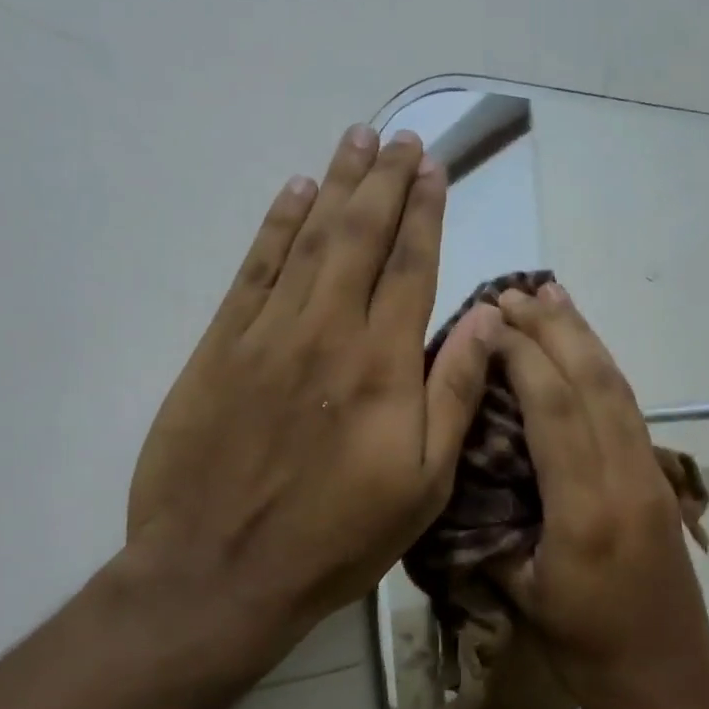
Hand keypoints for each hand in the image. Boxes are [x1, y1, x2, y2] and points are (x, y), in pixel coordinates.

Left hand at [127, 125, 499, 668]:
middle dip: (384, 181)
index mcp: (383, 365)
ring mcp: (267, 334)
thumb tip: (488, 318)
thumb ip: (454, 392)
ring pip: (309, 240)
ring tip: (355, 141)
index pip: (411, 266)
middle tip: (399, 136)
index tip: (433, 168)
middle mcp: (328, 331)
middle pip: (361, 237)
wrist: (223, 572)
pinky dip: (276, 225)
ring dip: (335, 185)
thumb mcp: (424, 483)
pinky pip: (253, 270)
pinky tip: (293, 192)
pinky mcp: (219, 347)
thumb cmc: (339, 536)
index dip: (425, 212)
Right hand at [490, 282, 708, 708]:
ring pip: (618, 389)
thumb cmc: (588, 654)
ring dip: (586, 338)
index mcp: (585, 511)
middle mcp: (625, 479)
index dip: (524, 355)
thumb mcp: (525, 598)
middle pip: (593, 382)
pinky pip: (629, 411)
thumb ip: (495, 532)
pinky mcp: (661, 482)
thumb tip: (468, 478)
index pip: (555, 409)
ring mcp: (651, 477)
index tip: (492, 319)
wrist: (671, 682)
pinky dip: (604, 370)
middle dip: (555, 329)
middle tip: (516, 291)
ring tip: (553, 298)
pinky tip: (586, 354)